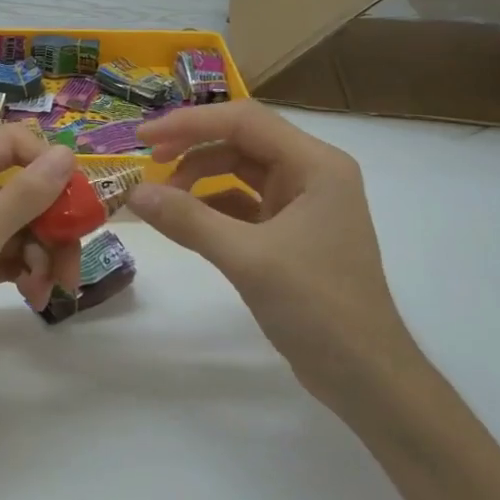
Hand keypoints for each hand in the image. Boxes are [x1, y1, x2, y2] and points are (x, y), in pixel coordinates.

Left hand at [0, 125, 81, 407]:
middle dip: (52, 223)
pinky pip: (7, 256)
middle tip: (71, 263)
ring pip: (19, 227)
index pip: (12, 144)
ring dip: (42, 254)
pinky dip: (25, 272)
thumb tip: (66, 153)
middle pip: (22, 190)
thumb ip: (23, 196)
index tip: (75, 202)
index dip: (47, 165)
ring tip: (50, 290)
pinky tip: (35, 297)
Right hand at [128, 100, 419, 405]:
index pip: (245, 121)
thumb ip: (188, 220)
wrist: (366, 378)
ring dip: (200, 178)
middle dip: (192, 149)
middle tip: (147, 166)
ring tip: (163, 200)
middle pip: (242, 141)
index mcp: (316, 165)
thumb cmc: (317, 308)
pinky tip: (184, 221)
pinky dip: (211, 207)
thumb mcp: (247, 259)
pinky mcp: (291, 233)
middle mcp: (312, 174)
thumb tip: (134, 193)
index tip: (143, 138)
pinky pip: (243, 204)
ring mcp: (303, 204)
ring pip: (240, 172)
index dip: (190, 122)